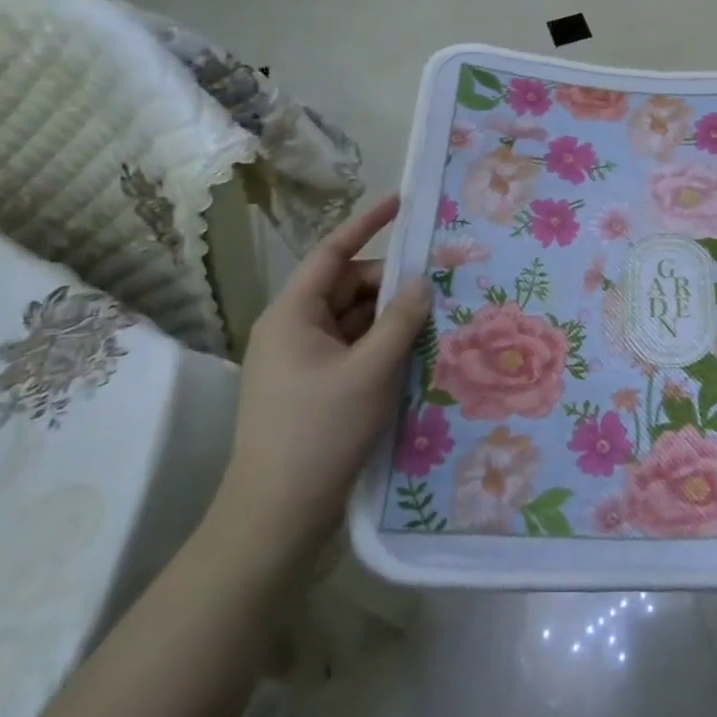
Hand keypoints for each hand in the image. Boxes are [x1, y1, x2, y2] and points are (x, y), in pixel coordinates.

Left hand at [205, 194, 431, 571]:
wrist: (276, 515)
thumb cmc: (320, 432)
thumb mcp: (371, 370)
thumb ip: (401, 319)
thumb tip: (422, 283)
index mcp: (293, 314)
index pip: (333, 252)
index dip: (367, 222)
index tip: (402, 201)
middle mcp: (293, 329)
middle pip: (348, 286)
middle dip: (391, 283)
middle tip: (439, 282)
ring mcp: (301, 360)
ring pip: (353, 319)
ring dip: (390, 317)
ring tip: (435, 316)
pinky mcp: (313, 386)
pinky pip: (352, 347)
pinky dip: (381, 343)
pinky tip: (415, 350)